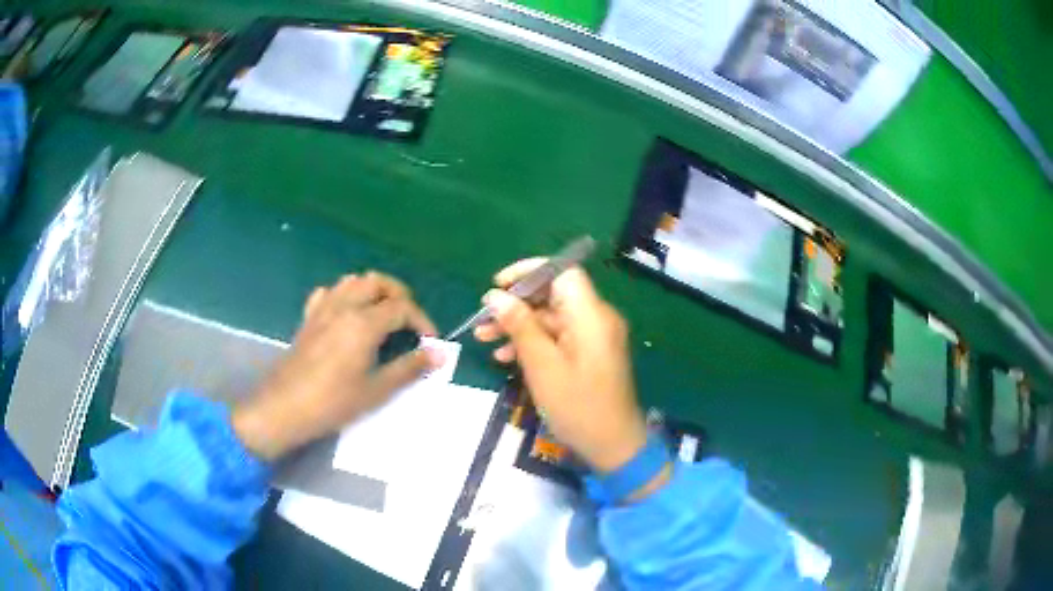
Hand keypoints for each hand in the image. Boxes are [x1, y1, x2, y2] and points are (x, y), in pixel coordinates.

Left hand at [232, 272, 442, 460]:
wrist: (284, 407)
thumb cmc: (333, 403)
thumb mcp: (376, 390)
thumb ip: (409, 368)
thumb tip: (440, 354)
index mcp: (364, 323)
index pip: (401, 307)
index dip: (421, 320)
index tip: (430, 341)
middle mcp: (344, 307)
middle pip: (377, 281)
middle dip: (399, 295)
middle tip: (408, 320)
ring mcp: (322, 310)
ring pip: (352, 281)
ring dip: (372, 290)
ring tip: (382, 314)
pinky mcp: (307, 319)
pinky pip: (328, 293)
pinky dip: (343, 295)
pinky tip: (346, 314)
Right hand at [474, 260, 648, 472]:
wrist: (613, 445)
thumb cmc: (578, 406)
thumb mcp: (542, 366)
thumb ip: (520, 327)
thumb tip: (495, 297)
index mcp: (590, 315)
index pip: (562, 271)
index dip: (529, 271)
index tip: (498, 285)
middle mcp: (595, 318)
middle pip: (552, 295)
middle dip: (516, 304)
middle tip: (483, 318)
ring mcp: (593, 337)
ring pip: (551, 318)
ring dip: (518, 326)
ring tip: (484, 339)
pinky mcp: (589, 354)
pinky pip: (558, 337)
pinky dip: (533, 343)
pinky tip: (505, 357)